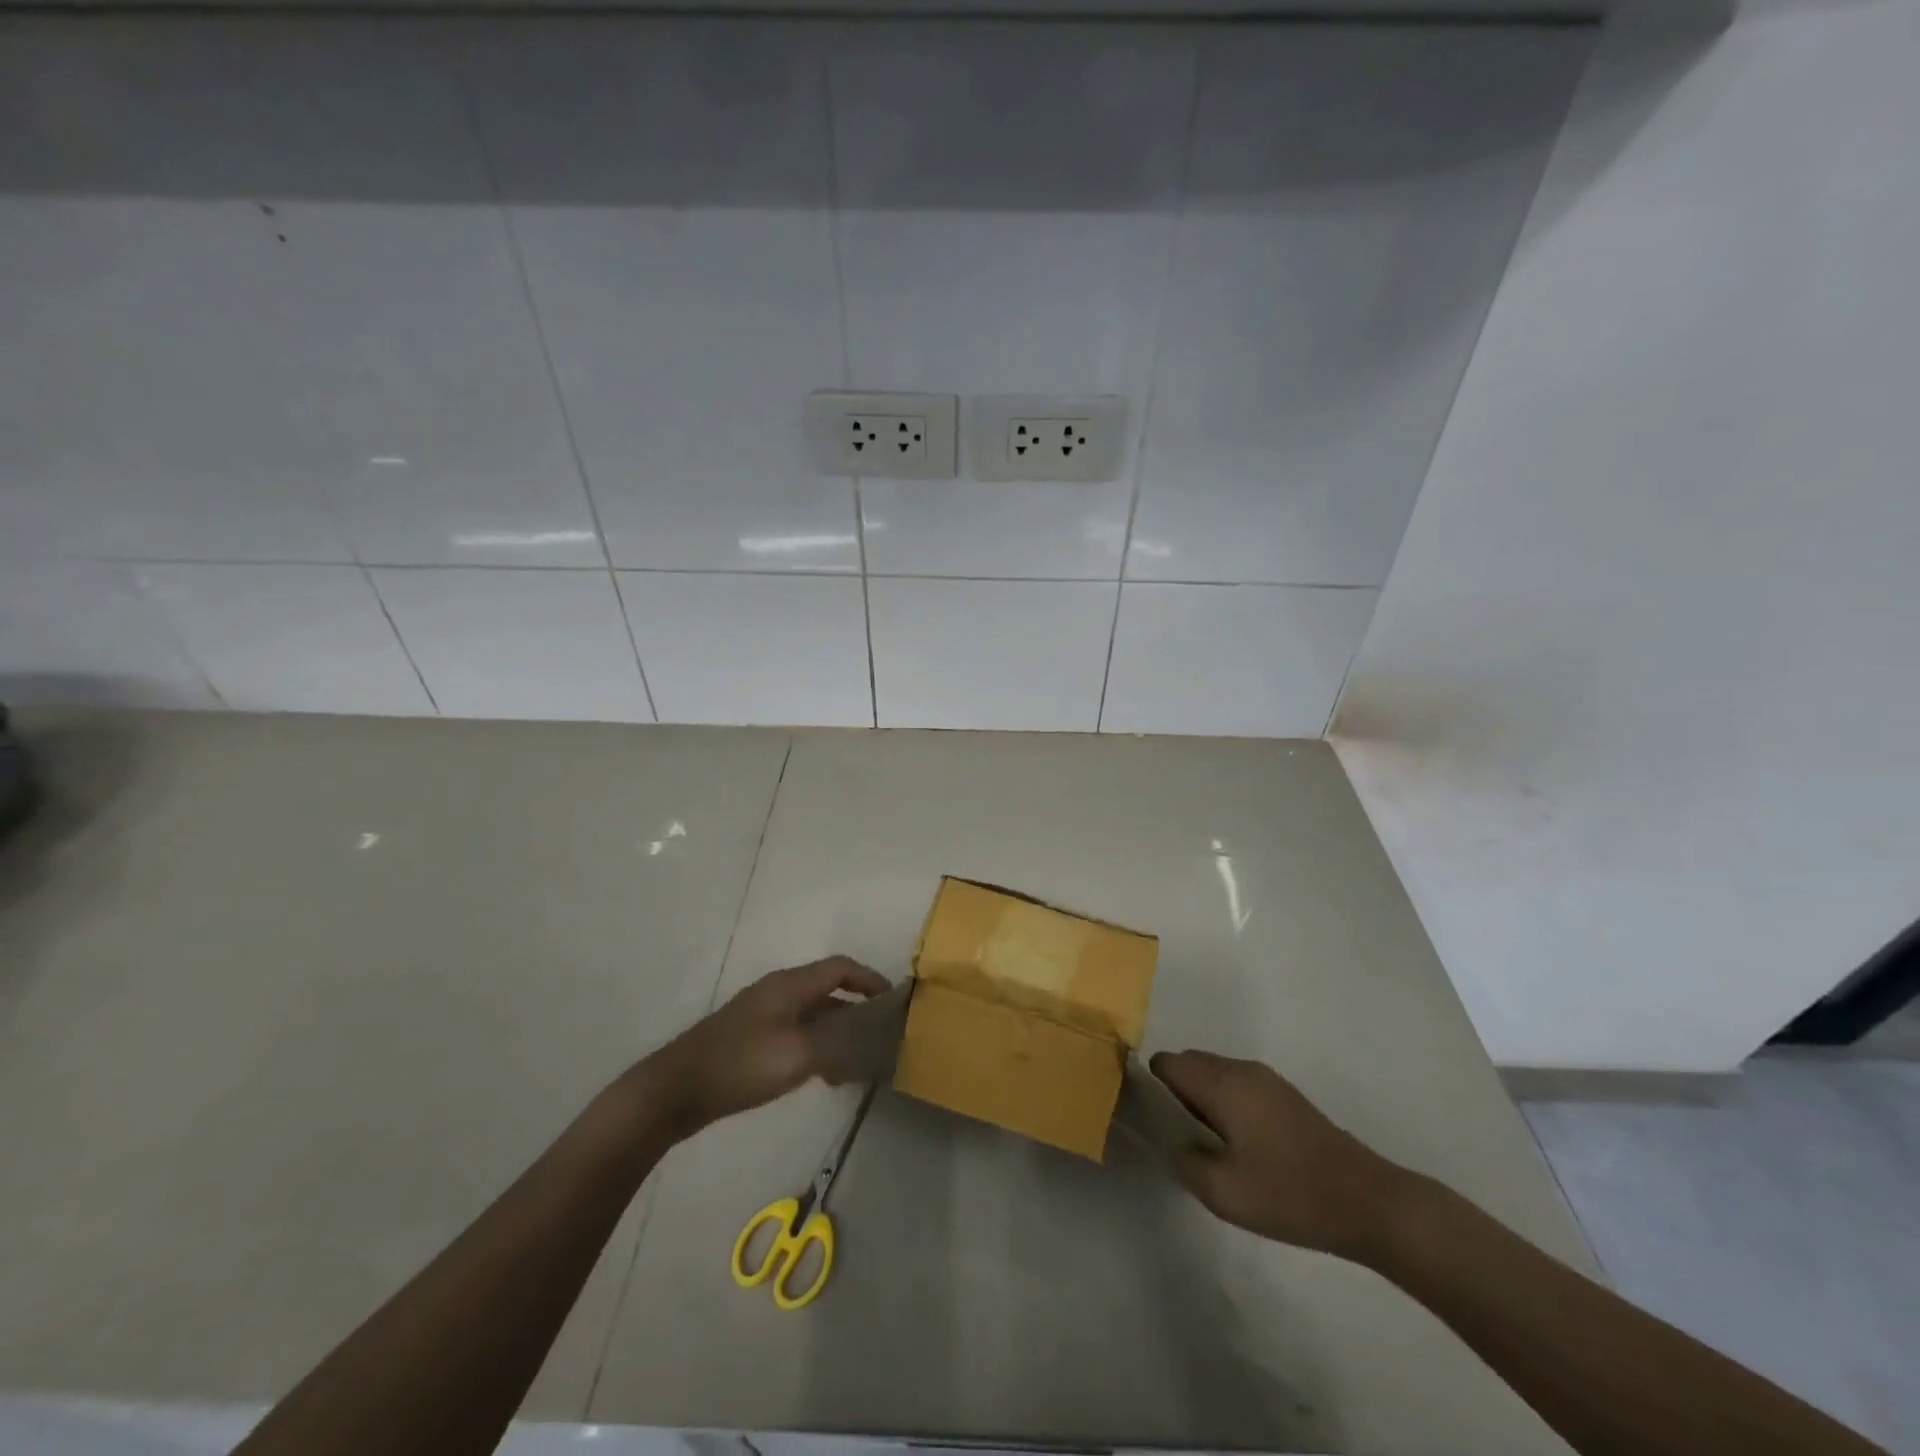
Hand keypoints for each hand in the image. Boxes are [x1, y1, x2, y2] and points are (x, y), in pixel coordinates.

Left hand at [645, 957, 890, 1136]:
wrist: (676, 1089)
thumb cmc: (741, 1064)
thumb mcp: (798, 1055)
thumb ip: (837, 1045)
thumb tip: (867, 1041)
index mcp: (790, 984)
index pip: (841, 968)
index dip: (870, 980)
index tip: (893, 1002)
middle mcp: (778, 991)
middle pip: (828, 989)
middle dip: (857, 1008)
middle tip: (880, 1034)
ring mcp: (762, 1014)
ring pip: (812, 1014)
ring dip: (837, 1031)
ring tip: (857, 1061)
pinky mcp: (750, 1038)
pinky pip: (796, 1032)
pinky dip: (817, 1045)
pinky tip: (823, 1075)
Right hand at [1150, 1050, 1414, 1261]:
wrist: (1369, 1202)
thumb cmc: (1290, 1194)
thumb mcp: (1223, 1193)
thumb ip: (1185, 1162)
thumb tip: (1173, 1143)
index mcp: (1222, 1083)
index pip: (1167, 1063)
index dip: (1150, 1086)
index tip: (1149, 1120)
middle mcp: (1241, 1069)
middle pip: (1189, 1063)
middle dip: (1174, 1092)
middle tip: (1175, 1138)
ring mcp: (1266, 1079)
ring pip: (1214, 1073)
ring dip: (1200, 1098)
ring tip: (1205, 1145)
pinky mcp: (1284, 1096)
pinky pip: (1236, 1084)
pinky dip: (1224, 1102)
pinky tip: (1237, 1145)